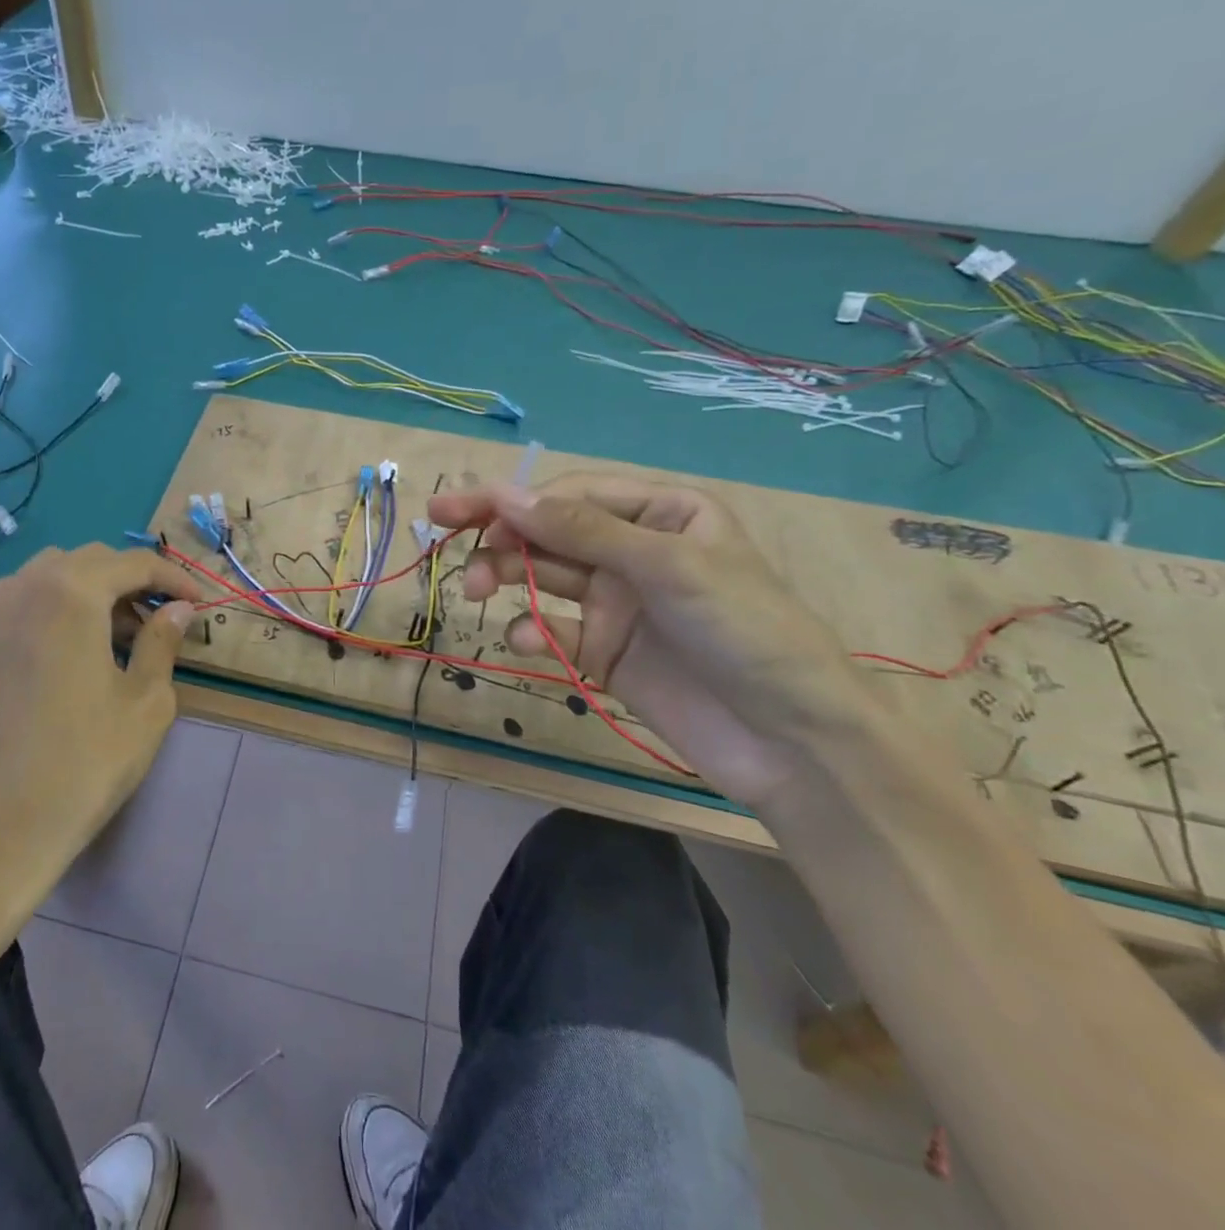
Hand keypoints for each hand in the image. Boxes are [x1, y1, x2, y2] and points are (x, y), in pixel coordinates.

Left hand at [0, 545, 202, 902]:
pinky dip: (58, 607)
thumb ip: (163, 641)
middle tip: (165, 618)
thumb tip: (179, 609)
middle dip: (133, 581)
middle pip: (91, 561)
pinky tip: (78, 648)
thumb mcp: (145, 702)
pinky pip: (24, 600)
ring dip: (94, 591)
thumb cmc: (84, 762)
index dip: (174, 578)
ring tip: (123, 634)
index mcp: (70, 592)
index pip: (133, 563)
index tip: (201, 603)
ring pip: (53, 575)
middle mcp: (23, 586)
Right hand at [428, 477, 890, 809]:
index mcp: (661, 513)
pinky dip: (533, 631)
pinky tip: (526, 643)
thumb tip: (505, 495)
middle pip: (549, 532)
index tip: (457, 508)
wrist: (793, 743)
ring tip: (474, 592)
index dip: (512, 500)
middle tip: (444, 538)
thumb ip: (582, 531)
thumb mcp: (667, 567)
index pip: (571, 494)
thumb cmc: (745, 631)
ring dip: (506, 578)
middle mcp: (633, 550)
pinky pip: (554, 628)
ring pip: (543, 577)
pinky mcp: (605, 650)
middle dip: (500, 536)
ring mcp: (617, 602)